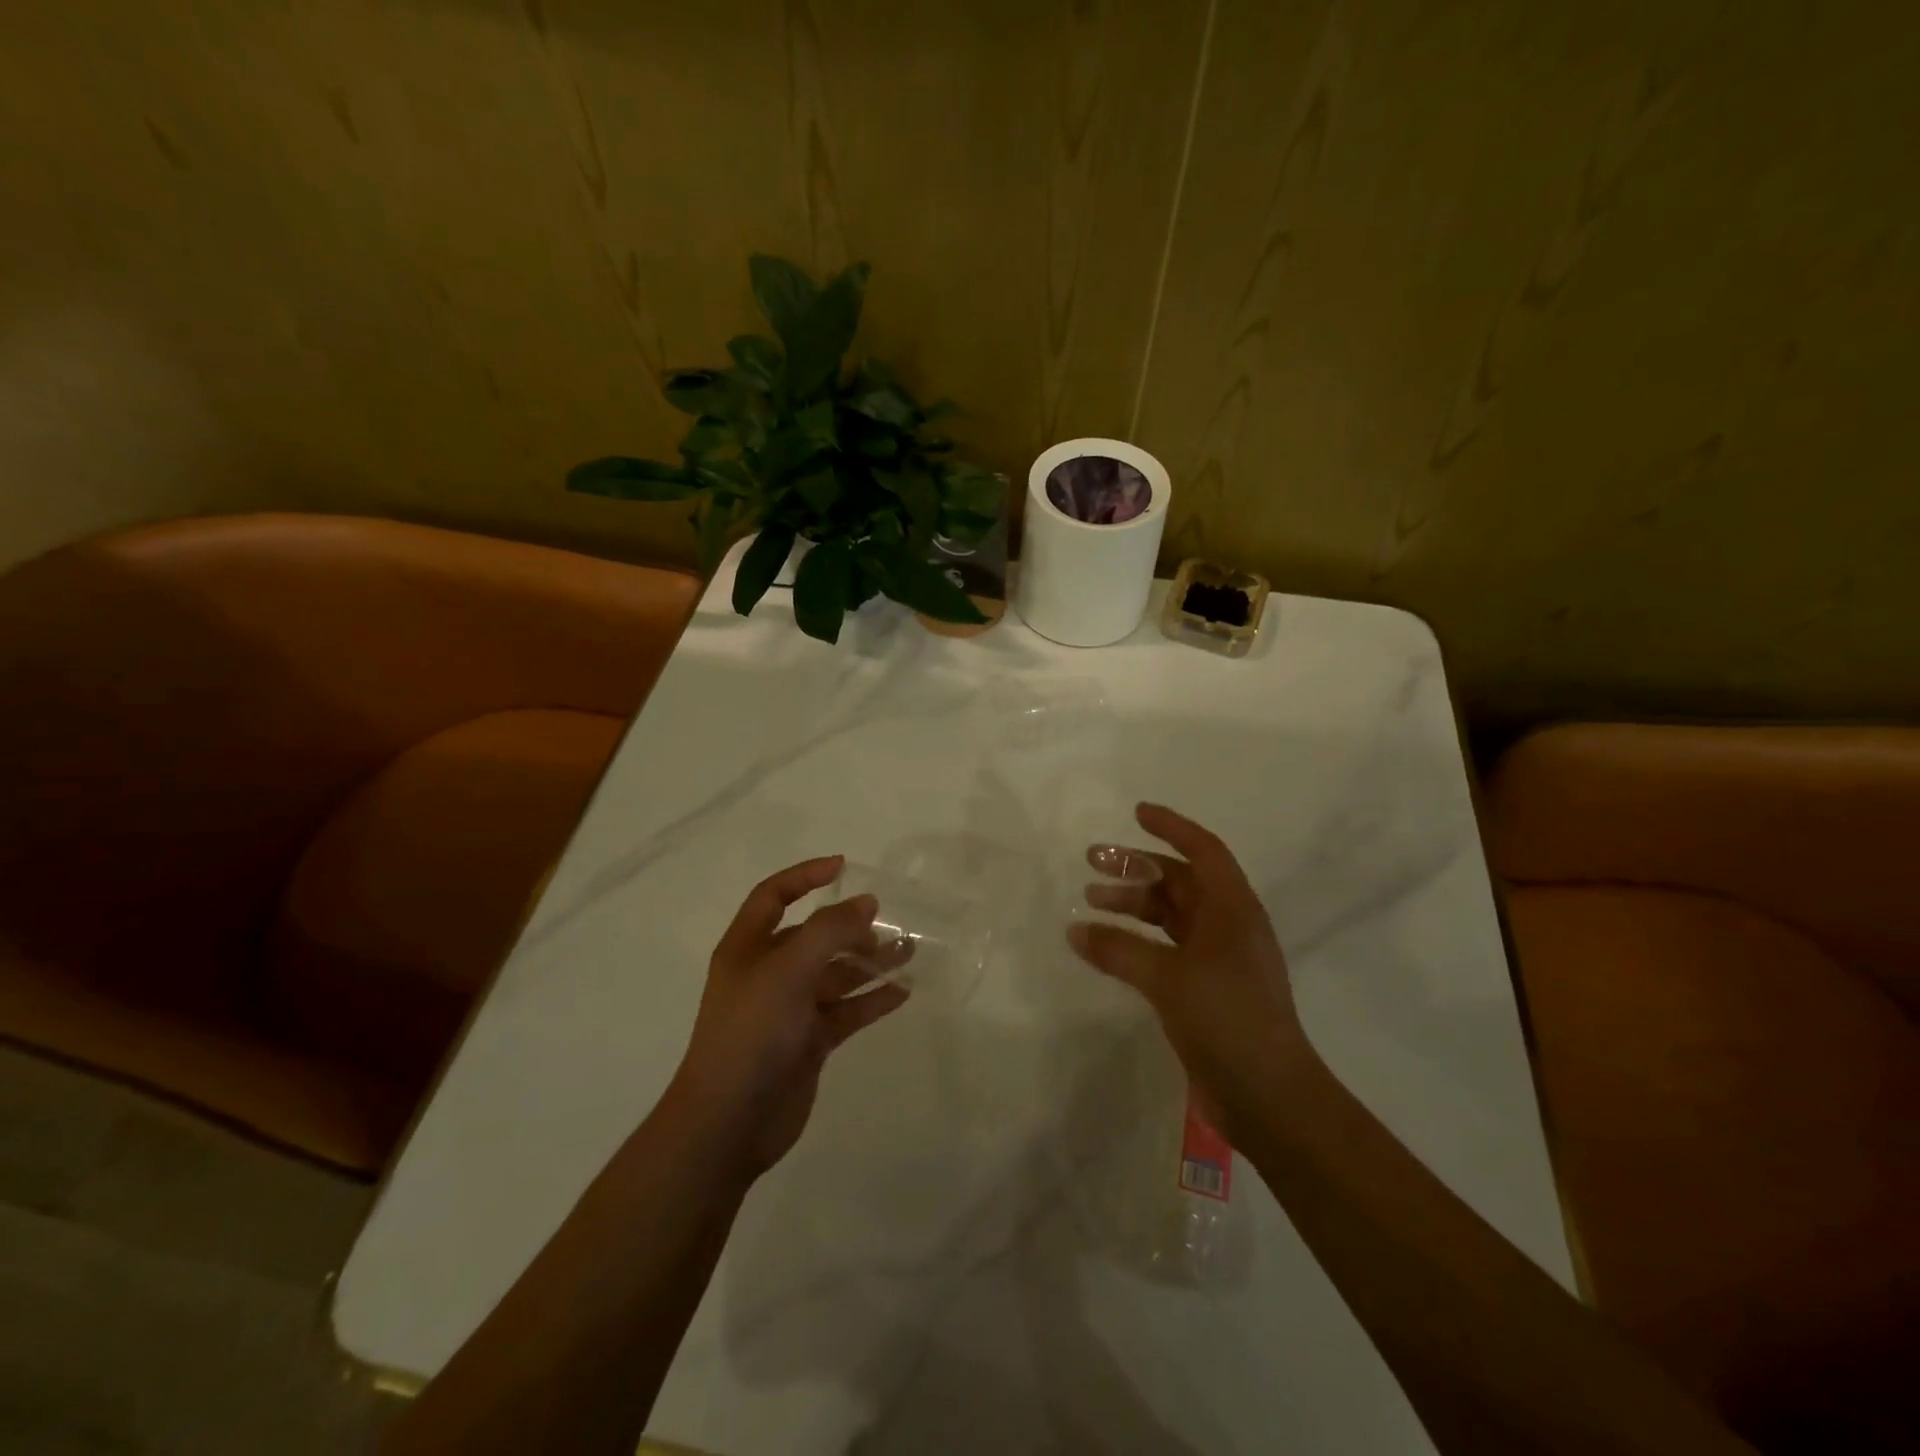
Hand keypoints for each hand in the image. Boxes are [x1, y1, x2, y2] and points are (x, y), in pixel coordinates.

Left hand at [668, 857, 909, 1178]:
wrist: (729, 1121)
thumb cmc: (751, 1032)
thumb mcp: (788, 969)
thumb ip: (830, 931)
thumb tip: (867, 903)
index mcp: (748, 948)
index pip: (773, 896)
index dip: (804, 876)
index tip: (843, 867)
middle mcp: (768, 973)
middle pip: (813, 936)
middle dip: (850, 927)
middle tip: (889, 924)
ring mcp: (789, 1009)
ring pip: (836, 974)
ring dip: (869, 962)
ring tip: (909, 952)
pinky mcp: (809, 1042)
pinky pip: (846, 1011)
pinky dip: (872, 1000)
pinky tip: (903, 992)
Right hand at [1067, 803, 1310, 1136]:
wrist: (1270, 1096)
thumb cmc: (1227, 1018)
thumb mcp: (1168, 978)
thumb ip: (1119, 950)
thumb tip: (1075, 930)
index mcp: (1233, 909)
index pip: (1204, 851)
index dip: (1172, 827)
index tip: (1136, 813)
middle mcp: (1228, 926)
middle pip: (1181, 881)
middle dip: (1138, 868)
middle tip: (1093, 862)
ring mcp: (1219, 959)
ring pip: (1171, 916)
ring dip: (1134, 905)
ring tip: (1090, 903)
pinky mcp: (1207, 989)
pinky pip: (1166, 949)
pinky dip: (1137, 941)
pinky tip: (1107, 947)